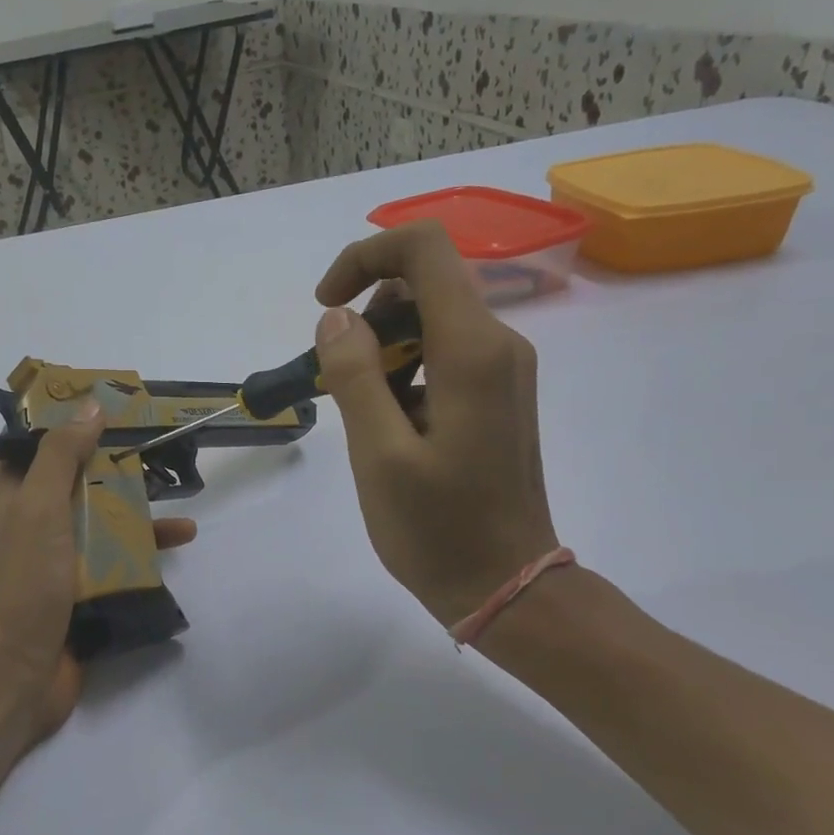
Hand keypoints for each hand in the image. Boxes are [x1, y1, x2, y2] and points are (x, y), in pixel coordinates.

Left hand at [0, 400, 196, 743]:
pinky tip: (180, 539)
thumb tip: (90, 405)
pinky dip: (144, 546)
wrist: (15, 674)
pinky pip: (115, 556)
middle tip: (158, 440)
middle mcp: (31, 520)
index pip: (35, 442)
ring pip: (100, 516)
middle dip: (113, 460)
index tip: (109, 404)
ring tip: (179, 491)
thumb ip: (61, 455)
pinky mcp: (81, 589)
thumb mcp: (38, 506)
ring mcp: (57, 557)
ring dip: (136, 503)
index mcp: (9, 494)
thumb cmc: (22, 581)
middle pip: (76, 477)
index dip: (68, 419)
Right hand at [313, 219, 558, 627]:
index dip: (365, 257)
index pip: (423, 248)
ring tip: (357, 411)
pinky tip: (384, 425)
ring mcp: (502, 370)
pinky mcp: (496, 395)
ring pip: (431, 319)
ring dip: (381, 347)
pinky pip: (443, 354)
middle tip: (334, 377)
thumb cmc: (439, 529)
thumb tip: (337, 317)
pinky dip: (403, 370)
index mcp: (472, 350)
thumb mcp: (379, 455)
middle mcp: (498, 345)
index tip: (325, 307)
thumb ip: (355, 375)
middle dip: (366, 313)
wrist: (507, 586)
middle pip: (425, 281)